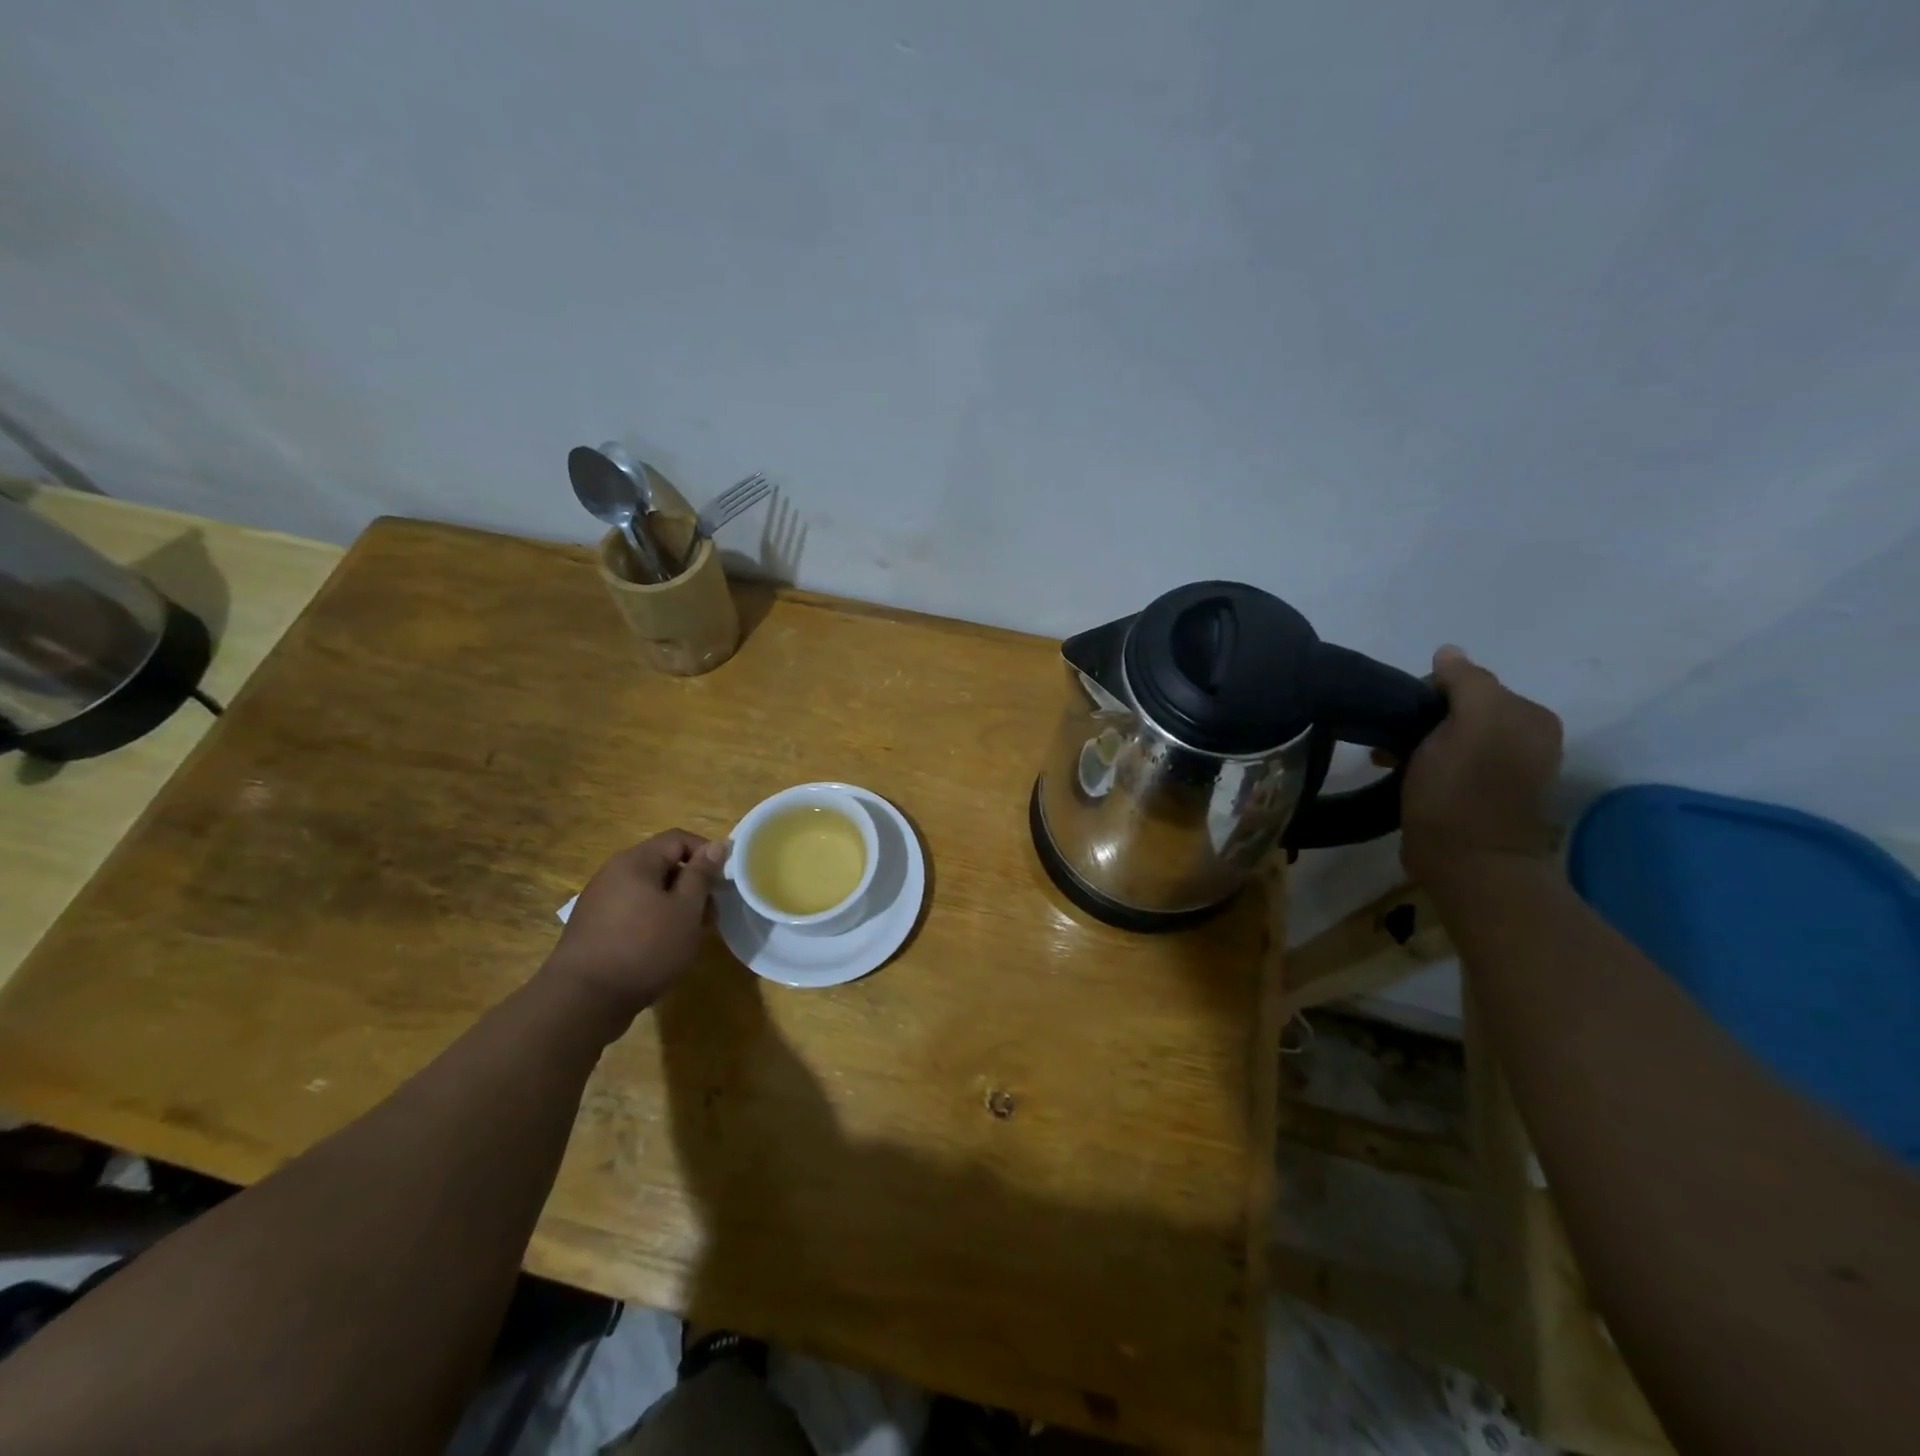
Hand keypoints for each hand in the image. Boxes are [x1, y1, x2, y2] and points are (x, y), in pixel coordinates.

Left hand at [542, 831, 728, 1027]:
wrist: (582, 1000)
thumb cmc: (644, 948)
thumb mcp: (685, 910)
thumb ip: (701, 875)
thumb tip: (717, 845)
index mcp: (635, 862)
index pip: (678, 839)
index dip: (707, 853)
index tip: (725, 880)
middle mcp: (613, 873)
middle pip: (662, 864)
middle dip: (692, 884)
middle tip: (711, 915)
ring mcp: (599, 901)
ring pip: (648, 891)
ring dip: (675, 906)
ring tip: (690, 935)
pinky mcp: (593, 928)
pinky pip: (633, 912)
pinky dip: (654, 921)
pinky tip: (662, 948)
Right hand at [1399, 646, 1563, 884]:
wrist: (1467, 863)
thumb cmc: (1464, 790)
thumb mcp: (1470, 724)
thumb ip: (1466, 682)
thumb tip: (1448, 652)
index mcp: (1530, 717)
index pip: (1470, 683)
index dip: (1430, 693)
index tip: (1403, 717)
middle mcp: (1525, 738)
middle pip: (1458, 709)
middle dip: (1421, 719)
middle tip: (1391, 741)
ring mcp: (1504, 769)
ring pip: (1448, 736)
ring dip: (1416, 742)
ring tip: (1389, 759)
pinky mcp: (1479, 795)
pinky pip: (1446, 762)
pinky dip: (1421, 762)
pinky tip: (1401, 774)